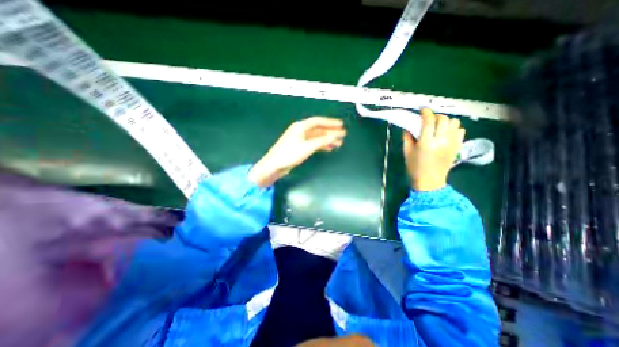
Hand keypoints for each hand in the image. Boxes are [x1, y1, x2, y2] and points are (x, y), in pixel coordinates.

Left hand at [248, 117, 345, 186]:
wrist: (275, 165)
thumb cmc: (289, 154)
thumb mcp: (308, 147)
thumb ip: (322, 141)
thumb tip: (335, 136)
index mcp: (300, 127)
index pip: (318, 121)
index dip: (330, 123)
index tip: (341, 125)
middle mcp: (300, 131)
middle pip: (318, 129)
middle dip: (330, 132)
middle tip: (342, 135)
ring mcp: (300, 139)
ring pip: (317, 137)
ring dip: (327, 140)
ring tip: (338, 143)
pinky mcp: (299, 147)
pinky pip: (313, 144)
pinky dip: (321, 145)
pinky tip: (328, 148)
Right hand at [407, 108, 464, 190]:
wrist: (430, 181)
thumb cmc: (415, 167)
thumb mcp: (407, 152)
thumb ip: (407, 137)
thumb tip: (408, 126)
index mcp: (426, 143)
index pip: (429, 121)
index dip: (425, 113)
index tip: (422, 110)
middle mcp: (441, 141)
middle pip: (443, 119)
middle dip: (435, 116)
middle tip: (429, 119)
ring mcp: (452, 143)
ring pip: (454, 123)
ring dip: (446, 121)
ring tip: (438, 126)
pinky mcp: (458, 147)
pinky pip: (461, 130)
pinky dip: (454, 128)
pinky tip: (446, 133)